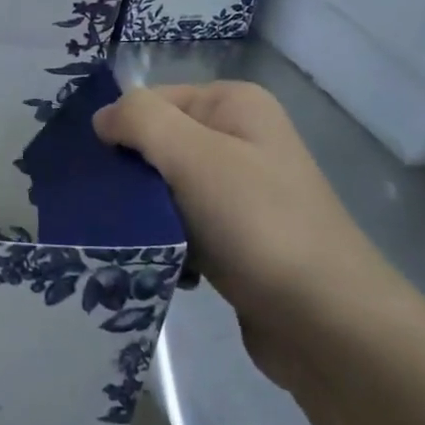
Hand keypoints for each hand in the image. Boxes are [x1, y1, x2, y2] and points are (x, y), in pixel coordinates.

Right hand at [94, 82, 408, 383]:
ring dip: (145, 217)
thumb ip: (141, 121)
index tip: (97, 173)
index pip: (150, 102)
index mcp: (233, 105)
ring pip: (163, 191)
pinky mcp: (235, 237)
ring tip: (134, 243)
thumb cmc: (257, 225)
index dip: (119, 132)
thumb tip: (101, 118)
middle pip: (156, 146)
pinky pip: (181, 228)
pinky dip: (166, 245)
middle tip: (109, 211)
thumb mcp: (194, 156)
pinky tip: (166, 267)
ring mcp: (239, 190)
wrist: (327, 322)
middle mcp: (239, 139)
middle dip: (130, 179)